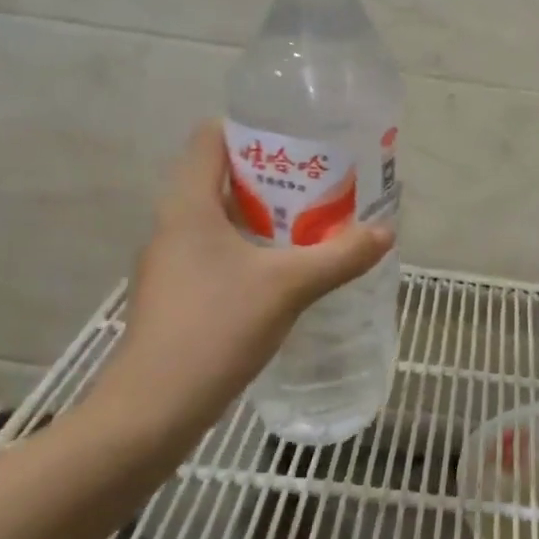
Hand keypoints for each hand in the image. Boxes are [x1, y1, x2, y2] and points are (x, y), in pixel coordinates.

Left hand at [84, 120, 393, 451]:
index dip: (251, 128)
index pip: (210, 138)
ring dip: (264, 215)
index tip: (297, 136)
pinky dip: (252, 249)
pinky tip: (286, 269)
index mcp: (188, 205)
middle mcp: (173, 226)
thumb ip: (340, 256)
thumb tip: (385, 232)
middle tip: (321, 179)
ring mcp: (171, 264)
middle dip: (272, 175)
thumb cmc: (215, 328)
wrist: (153, 410)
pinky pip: (218, 253)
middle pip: (221, 177)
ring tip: (313, 220)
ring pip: (221, 219)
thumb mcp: (288, 287)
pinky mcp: (177, 296)